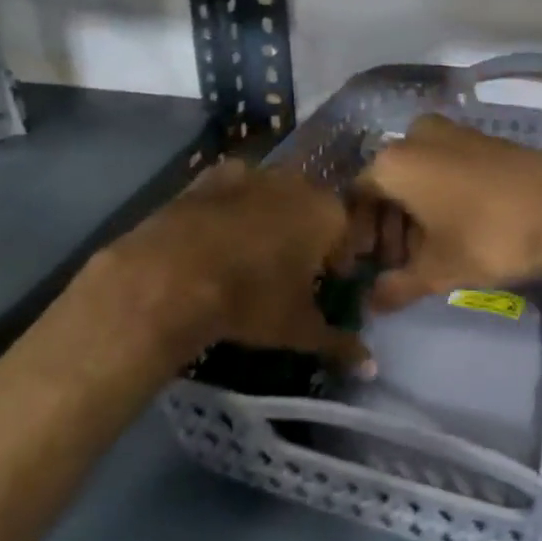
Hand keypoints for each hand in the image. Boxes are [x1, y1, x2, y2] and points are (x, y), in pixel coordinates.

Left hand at [96, 159, 365, 365]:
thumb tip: (371, 366)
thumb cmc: (250, 300)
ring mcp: (249, 173)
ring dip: (269, 219)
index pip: (348, 236)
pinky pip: (231, 193)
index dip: (338, 264)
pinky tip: (215, 240)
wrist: (171, 275)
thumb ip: (338, 343)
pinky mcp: (207, 176)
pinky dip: (230, 210)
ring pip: (271, 196)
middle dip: (306, 237)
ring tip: (249, 256)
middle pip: (311, 209)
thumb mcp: (298, 329)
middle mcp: (294, 182)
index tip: (325, 288)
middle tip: (288, 274)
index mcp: (327, 213)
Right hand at [356, 115, 541, 310]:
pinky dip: (441, 197)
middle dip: (388, 227)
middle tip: (398, 264)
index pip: (357, 196)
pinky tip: (456, 231)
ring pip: (419, 176)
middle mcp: (416, 137)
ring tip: (427, 254)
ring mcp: (453, 133)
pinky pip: (446, 168)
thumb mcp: (437, 271)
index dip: (357, 234)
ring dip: (414, 215)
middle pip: (388, 185)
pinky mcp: (484, 140)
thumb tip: (371, 305)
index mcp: (394, 162)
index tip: (366, 264)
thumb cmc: (488, 237)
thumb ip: (397, 287)